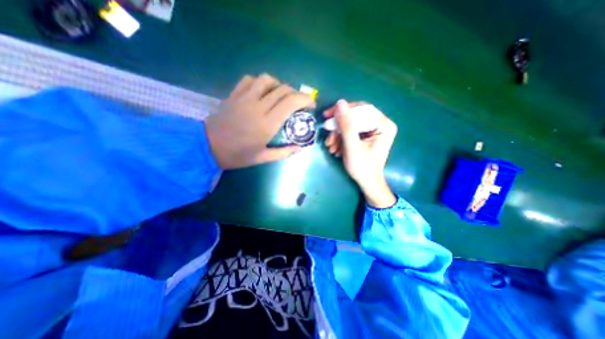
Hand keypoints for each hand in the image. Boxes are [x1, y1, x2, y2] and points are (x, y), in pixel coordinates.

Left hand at [204, 74, 313, 169]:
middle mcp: (258, 106)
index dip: (305, 99)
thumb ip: (284, 152)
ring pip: (267, 80)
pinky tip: (263, 91)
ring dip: (279, 85)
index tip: (310, 104)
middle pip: (282, 89)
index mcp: (267, 124)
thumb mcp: (263, 158)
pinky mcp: (234, 94)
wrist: (208, 147)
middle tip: (299, 103)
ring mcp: (244, 98)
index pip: (291, 102)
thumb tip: (300, 148)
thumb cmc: (237, 155)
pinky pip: (250, 80)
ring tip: (281, 95)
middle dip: (296, 93)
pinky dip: (260, 82)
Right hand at [327, 99, 397, 206]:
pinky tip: (335, 148)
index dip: (344, 111)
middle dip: (339, 126)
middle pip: (355, 116)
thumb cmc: (362, 167)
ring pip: (350, 124)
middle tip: (327, 132)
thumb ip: (346, 126)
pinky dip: (340, 138)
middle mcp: (380, 124)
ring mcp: (372, 130)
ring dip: (337, 134)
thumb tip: (339, 103)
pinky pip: (350, 131)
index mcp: (384, 125)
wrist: (366, 182)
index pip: (362, 109)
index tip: (327, 116)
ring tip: (330, 147)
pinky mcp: (365, 135)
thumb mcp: (352, 147)